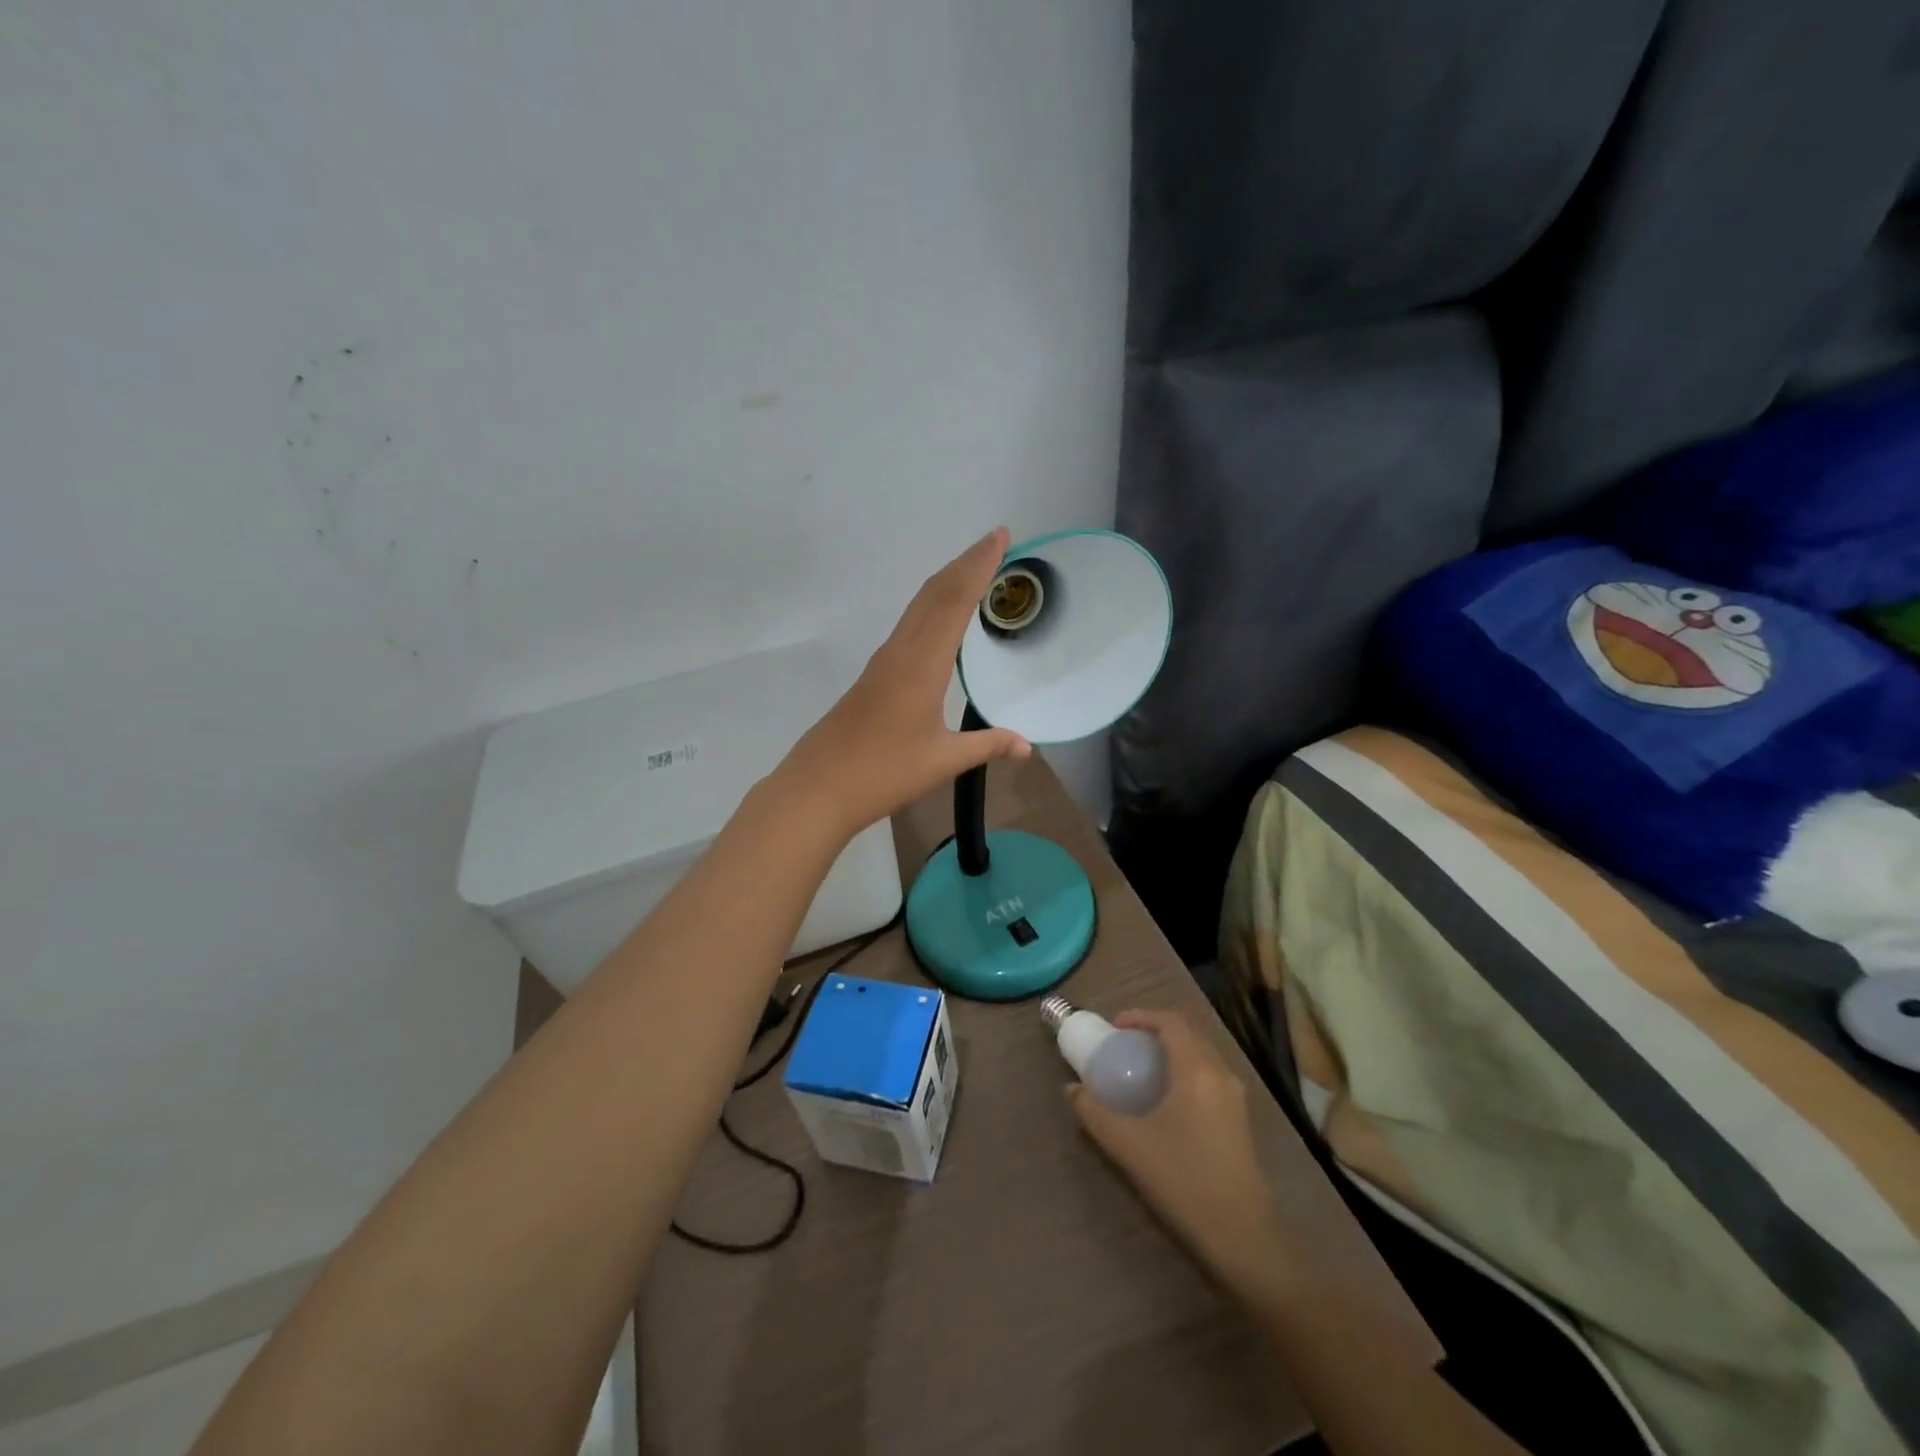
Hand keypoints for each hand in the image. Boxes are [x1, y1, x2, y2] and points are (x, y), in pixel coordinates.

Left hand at [773, 528, 1031, 841]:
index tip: (999, 537)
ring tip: (974, 570)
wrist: (817, 788)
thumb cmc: (883, 773)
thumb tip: (1027, 747)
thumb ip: (987, 746)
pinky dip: (931, 607)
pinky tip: (940, 620)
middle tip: (995, 542)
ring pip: (917, 607)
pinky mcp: (873, 676)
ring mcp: (882, 662)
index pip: (954, 602)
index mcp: (921, 665)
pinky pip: (908, 626)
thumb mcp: (943, 761)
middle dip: (965, 563)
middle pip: (933, 593)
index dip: (978, 566)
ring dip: (946, 582)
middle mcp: (900, 652)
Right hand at [1069, 1010, 1288, 1286]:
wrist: (1243, 1238)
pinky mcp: (1240, 1121)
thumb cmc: (1184, 1181)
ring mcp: (1235, 1098)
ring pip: (1200, 1057)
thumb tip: (1072, 1089)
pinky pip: (1208, 1078)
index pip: (1170, 1022)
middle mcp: (1221, 1074)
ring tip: (1139, 1072)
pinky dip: (1183, 1073)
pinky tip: (1164, 1103)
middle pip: (1187, 1035)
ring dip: (1170, 1054)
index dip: (1140, 1016)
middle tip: (1122, 1047)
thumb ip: (1094, 1112)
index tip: (1113, 1028)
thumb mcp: (1128, 1145)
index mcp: (1197, 1069)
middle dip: (1153, 1033)